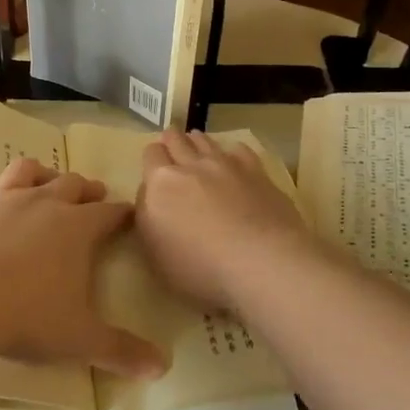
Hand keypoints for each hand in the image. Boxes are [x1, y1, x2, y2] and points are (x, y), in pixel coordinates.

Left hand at [0, 137, 165, 378]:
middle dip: (85, 189)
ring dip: (37, 173)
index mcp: (76, 229)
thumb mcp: (81, 339)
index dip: (121, 213)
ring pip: (23, 173)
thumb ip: (122, 350)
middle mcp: (41, 204)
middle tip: (93, 193)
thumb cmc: (28, 317)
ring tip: (43, 176)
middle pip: (70, 186)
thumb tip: (163, 367)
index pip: (109, 214)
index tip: (129, 213)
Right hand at [138, 130, 314, 308]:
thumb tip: (150, 198)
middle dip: (172, 141)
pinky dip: (233, 152)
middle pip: (176, 139)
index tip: (154, 169)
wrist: (262, 263)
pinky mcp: (256, 171)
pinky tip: (234, 159)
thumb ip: (147, 220)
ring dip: (198, 142)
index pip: (150, 155)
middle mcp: (190, 165)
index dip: (152, 159)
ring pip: (206, 141)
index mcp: (161, 183)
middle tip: (172, 146)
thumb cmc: (200, 269)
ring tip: (197, 144)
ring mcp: (225, 165)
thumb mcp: (156, 256)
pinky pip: (240, 150)